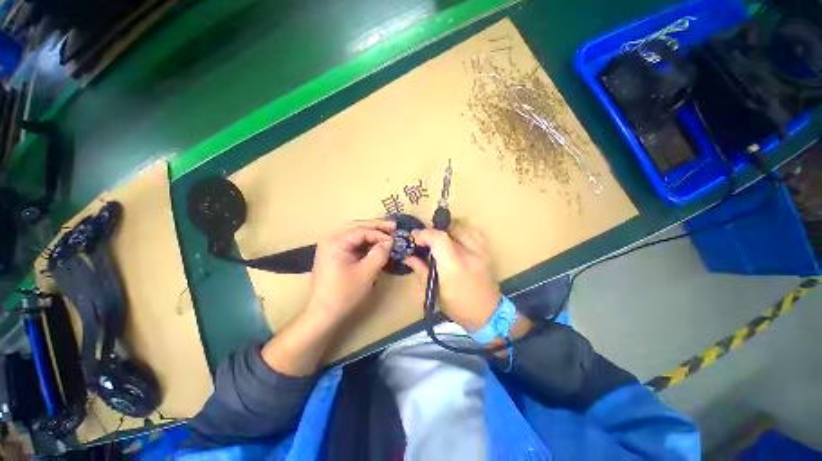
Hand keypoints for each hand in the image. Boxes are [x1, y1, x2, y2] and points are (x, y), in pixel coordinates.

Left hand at [305, 219, 394, 323]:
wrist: (324, 314)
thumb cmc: (344, 293)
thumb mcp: (366, 273)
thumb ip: (379, 254)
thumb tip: (390, 242)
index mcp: (335, 241)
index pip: (362, 230)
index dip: (380, 233)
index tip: (395, 238)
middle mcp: (331, 239)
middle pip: (357, 226)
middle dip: (376, 226)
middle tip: (393, 227)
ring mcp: (331, 246)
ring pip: (355, 233)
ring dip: (371, 232)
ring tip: (387, 232)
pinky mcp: (334, 254)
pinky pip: (352, 242)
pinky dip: (365, 241)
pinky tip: (375, 243)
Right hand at [404, 222, 501, 330]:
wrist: (488, 314)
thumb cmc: (458, 307)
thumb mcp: (434, 292)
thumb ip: (421, 270)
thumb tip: (408, 257)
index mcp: (454, 267)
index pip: (439, 238)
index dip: (424, 234)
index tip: (414, 237)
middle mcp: (469, 254)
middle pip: (449, 229)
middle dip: (433, 231)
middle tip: (425, 240)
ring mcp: (481, 251)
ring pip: (462, 227)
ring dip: (447, 229)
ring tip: (439, 239)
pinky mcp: (486, 252)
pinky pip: (474, 232)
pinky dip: (462, 231)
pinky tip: (455, 239)